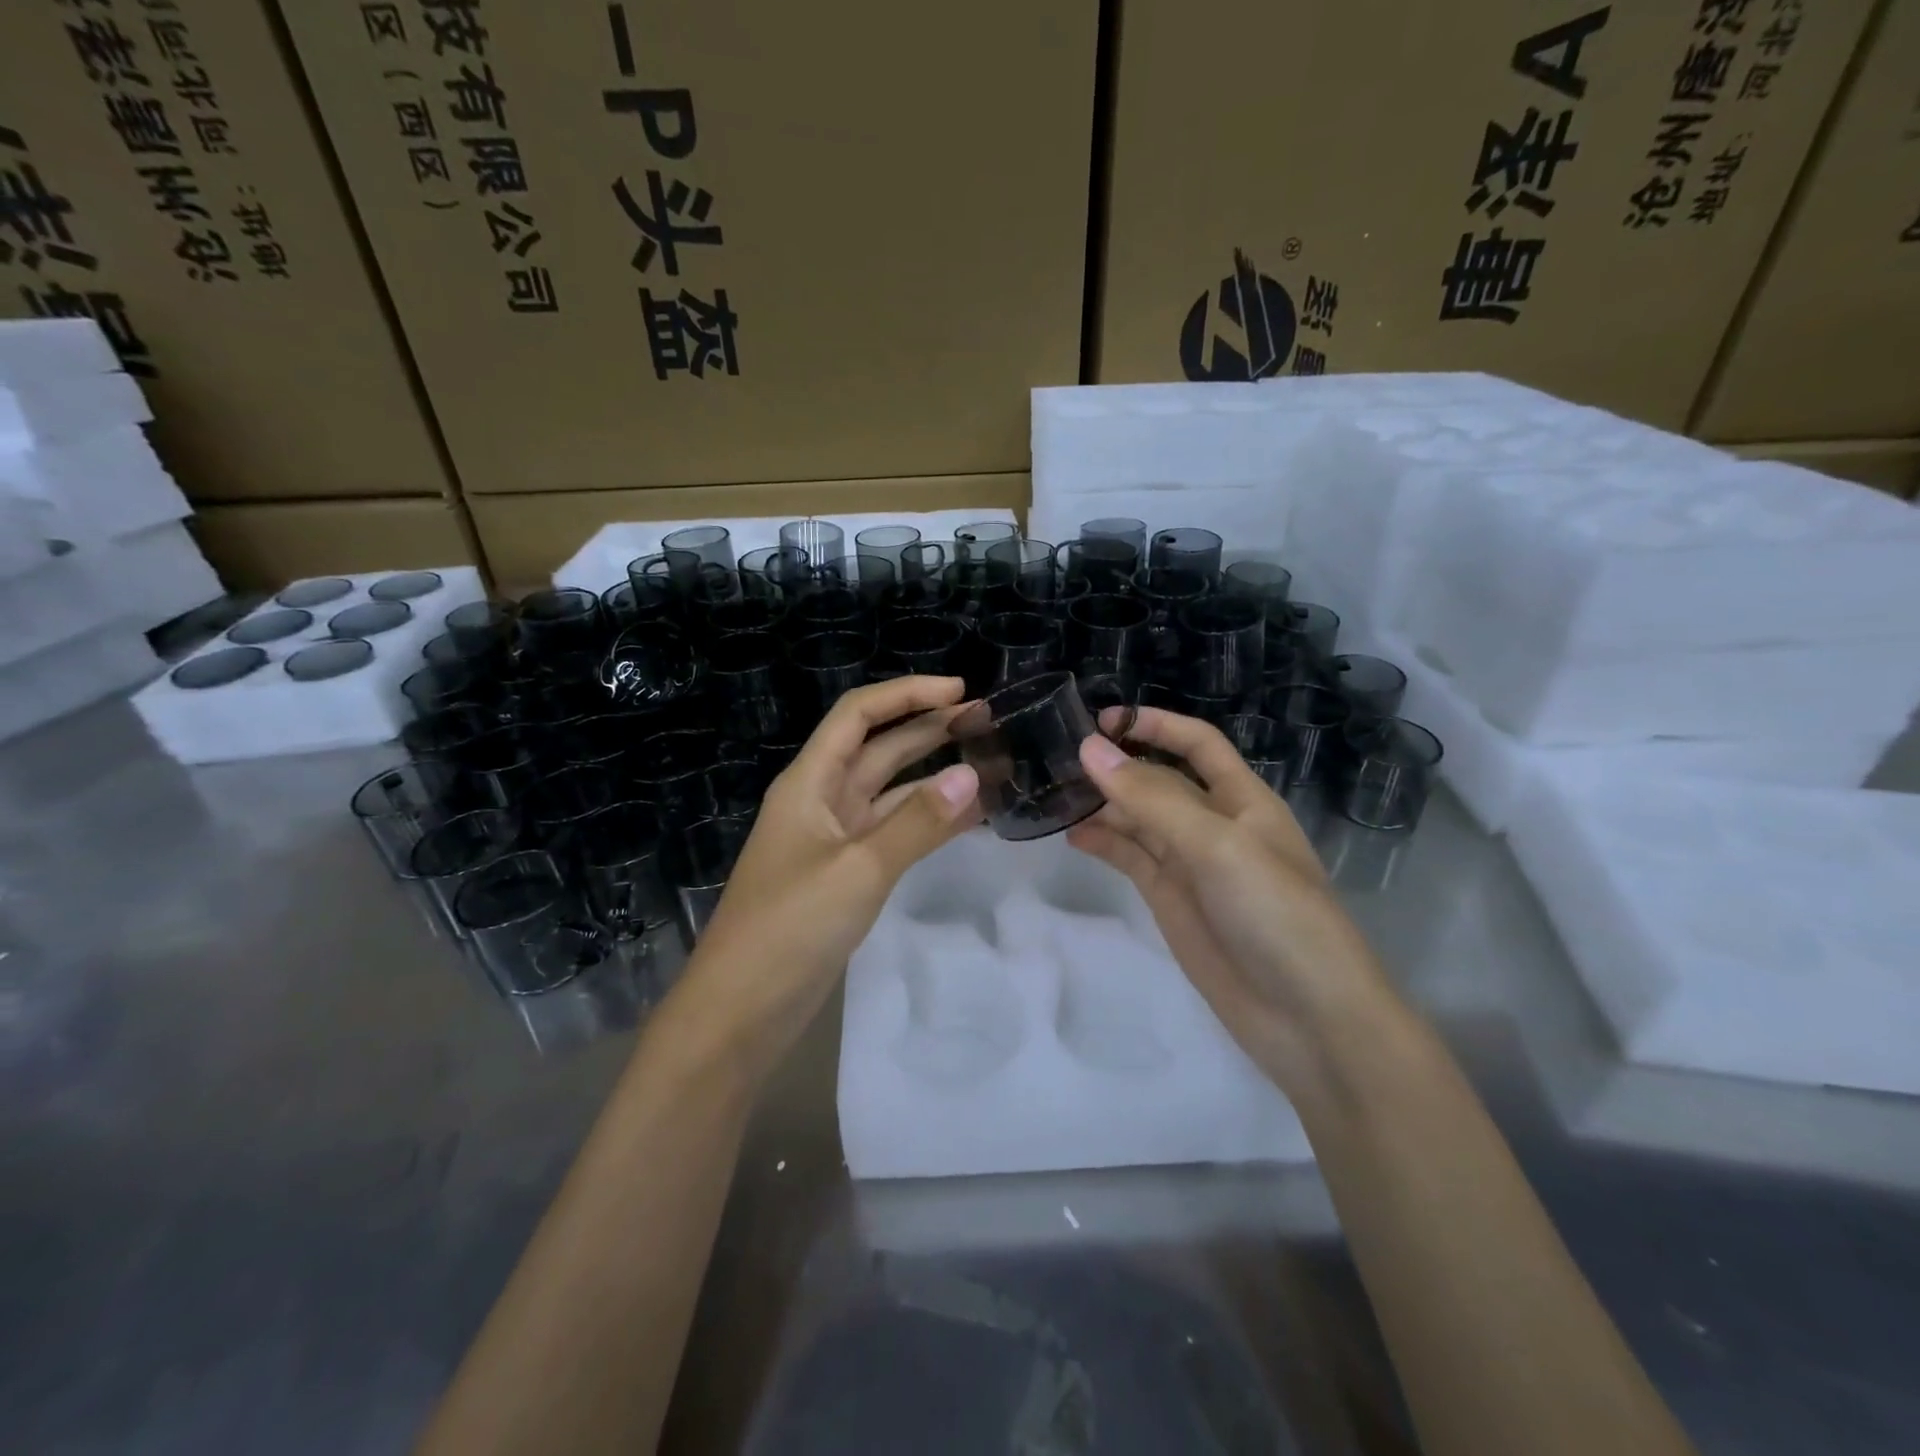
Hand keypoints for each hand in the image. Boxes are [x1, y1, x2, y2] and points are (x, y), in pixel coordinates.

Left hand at [678, 676, 980, 1071]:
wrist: (740, 1011)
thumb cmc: (788, 929)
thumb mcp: (857, 870)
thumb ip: (917, 823)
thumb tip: (972, 776)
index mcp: (810, 783)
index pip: (858, 715)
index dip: (907, 694)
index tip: (961, 692)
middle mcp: (822, 801)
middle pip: (878, 748)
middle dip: (928, 729)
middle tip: (987, 722)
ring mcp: (835, 840)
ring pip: (891, 792)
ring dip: (934, 776)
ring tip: (990, 765)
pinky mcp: (847, 875)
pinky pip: (894, 833)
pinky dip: (929, 822)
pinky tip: (970, 819)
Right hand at [1066, 708, 1394, 1093]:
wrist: (1308, 1018)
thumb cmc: (1275, 914)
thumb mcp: (1217, 845)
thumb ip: (1152, 798)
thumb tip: (1090, 748)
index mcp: (1242, 799)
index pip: (1197, 744)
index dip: (1155, 725)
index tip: (1101, 720)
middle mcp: (1214, 824)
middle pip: (1159, 781)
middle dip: (1118, 766)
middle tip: (1058, 758)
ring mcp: (1190, 865)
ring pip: (1139, 820)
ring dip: (1103, 804)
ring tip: (1054, 794)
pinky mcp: (1170, 901)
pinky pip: (1131, 859)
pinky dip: (1103, 844)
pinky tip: (1072, 836)